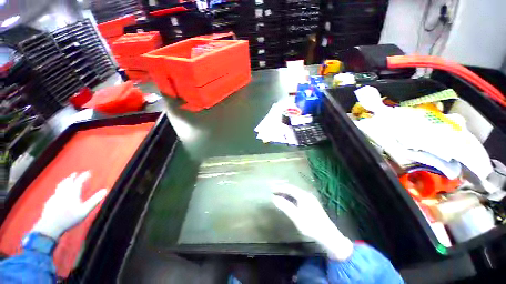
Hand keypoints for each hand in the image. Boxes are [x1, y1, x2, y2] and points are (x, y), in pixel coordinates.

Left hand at [31, 171, 106, 239]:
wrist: (50, 227)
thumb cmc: (70, 218)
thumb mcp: (85, 210)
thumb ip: (95, 200)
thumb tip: (105, 190)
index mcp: (72, 193)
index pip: (79, 181)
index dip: (84, 176)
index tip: (89, 172)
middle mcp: (63, 192)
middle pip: (67, 182)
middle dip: (72, 177)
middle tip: (76, 173)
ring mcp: (55, 197)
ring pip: (60, 186)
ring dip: (65, 181)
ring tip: (67, 180)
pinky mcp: (50, 202)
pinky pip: (55, 192)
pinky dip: (59, 189)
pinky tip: (59, 192)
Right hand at [272, 184, 353, 260]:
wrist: (328, 236)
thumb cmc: (311, 226)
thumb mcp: (296, 217)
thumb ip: (285, 206)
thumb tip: (274, 198)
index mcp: (303, 196)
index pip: (289, 188)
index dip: (279, 188)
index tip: (271, 189)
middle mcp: (307, 194)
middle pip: (292, 188)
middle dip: (282, 188)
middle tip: (273, 189)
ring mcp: (310, 198)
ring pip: (295, 192)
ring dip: (286, 192)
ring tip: (278, 193)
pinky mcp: (311, 203)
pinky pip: (298, 196)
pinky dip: (291, 196)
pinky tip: (288, 199)